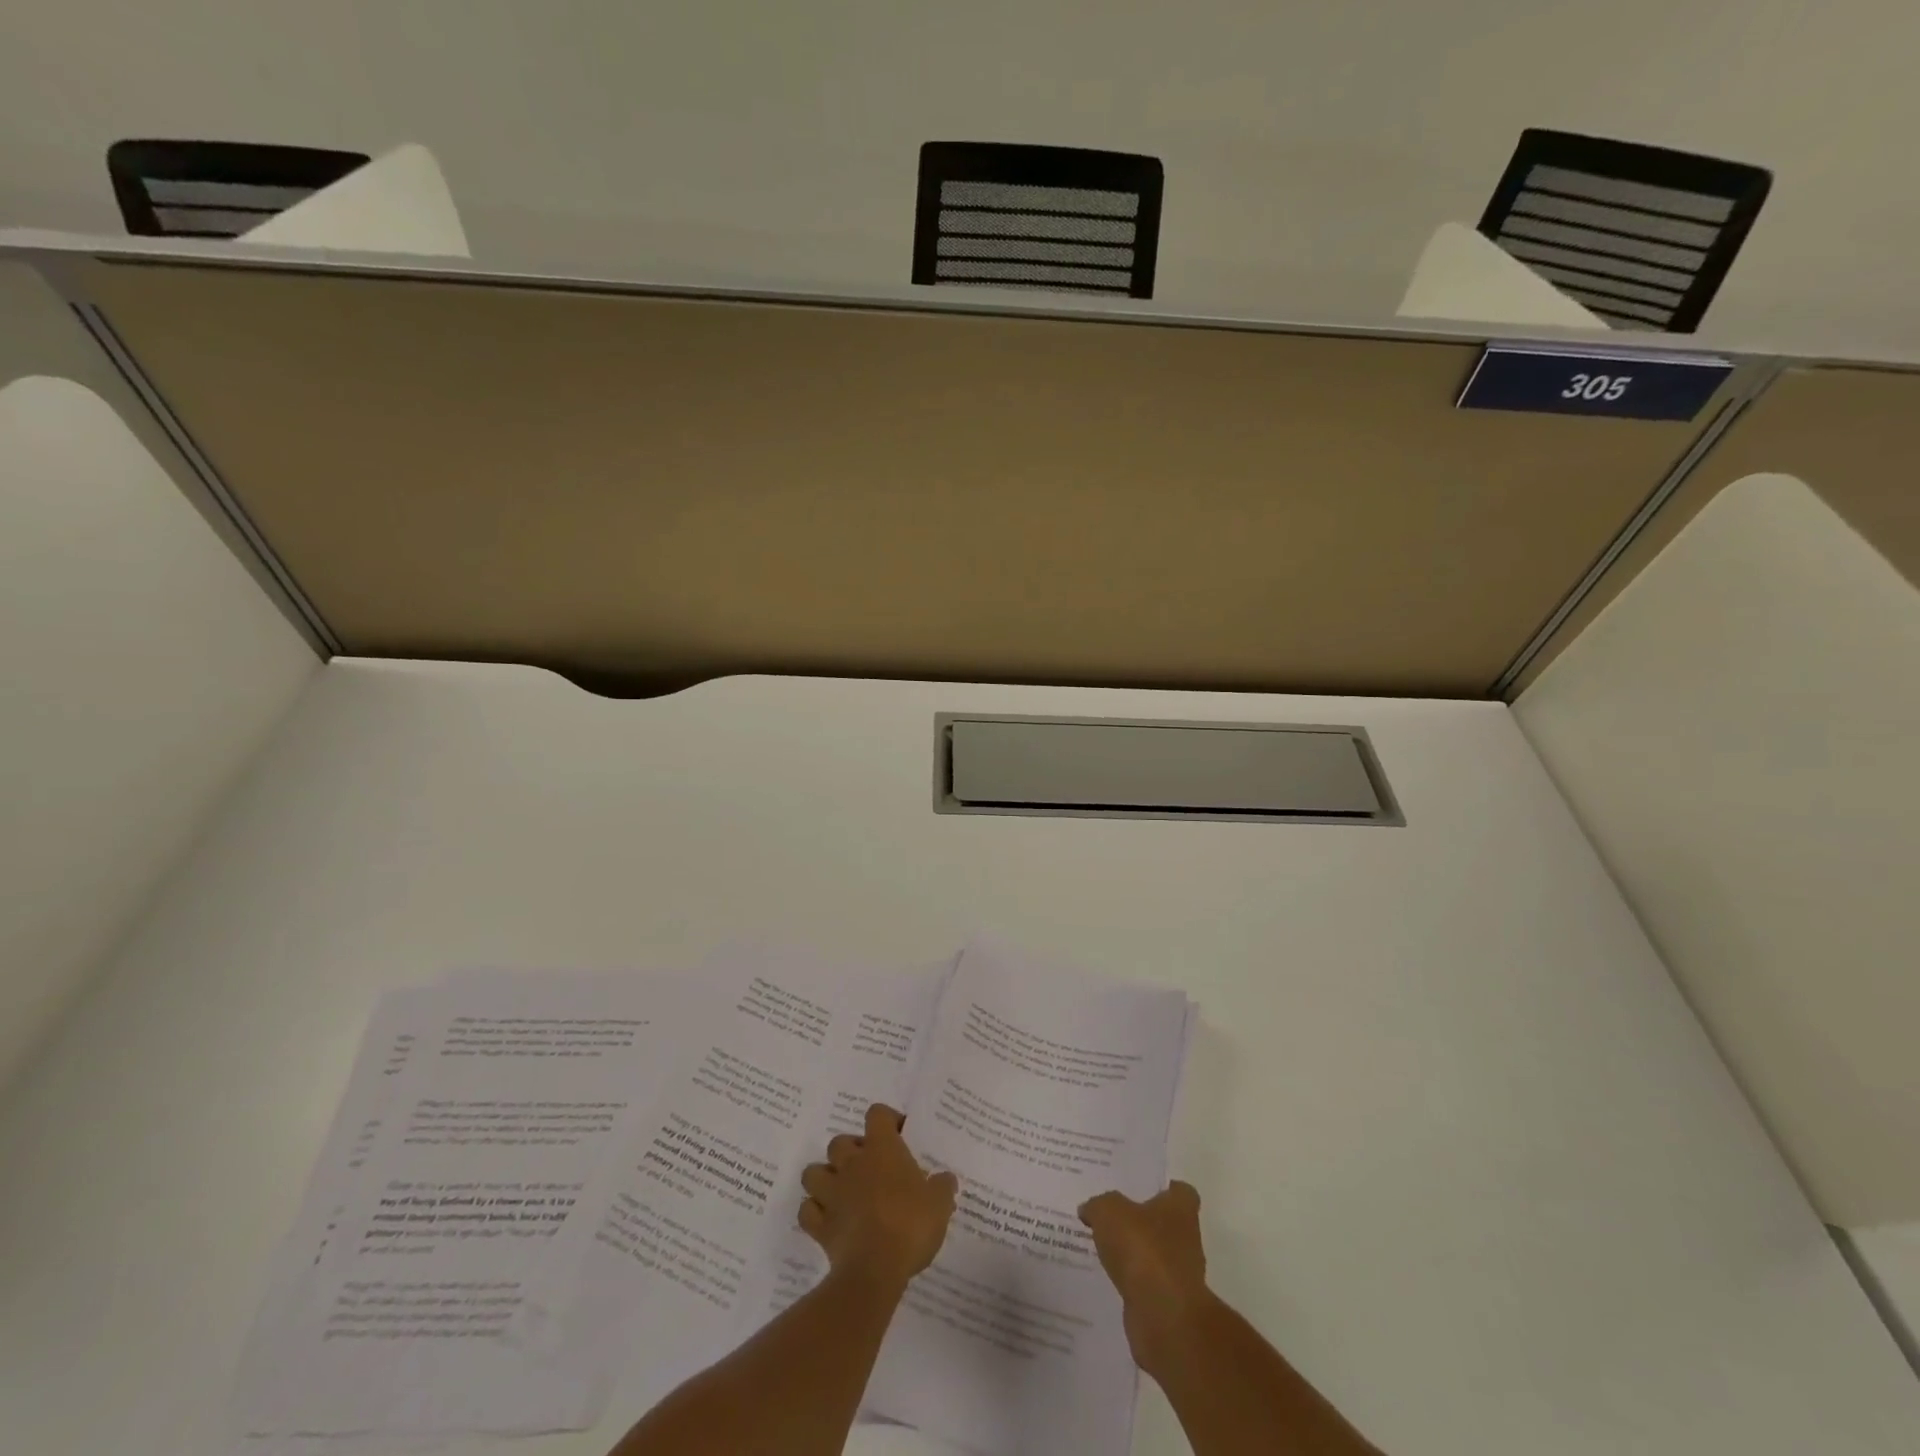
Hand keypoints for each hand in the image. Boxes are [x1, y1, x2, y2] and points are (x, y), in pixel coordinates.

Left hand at [799, 1103, 957, 1290]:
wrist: (875, 1270)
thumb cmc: (910, 1225)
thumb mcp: (939, 1204)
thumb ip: (942, 1187)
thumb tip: (946, 1179)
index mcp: (882, 1150)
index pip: (877, 1114)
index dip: (887, 1120)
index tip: (899, 1135)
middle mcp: (852, 1164)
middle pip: (840, 1142)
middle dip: (851, 1151)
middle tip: (869, 1168)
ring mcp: (832, 1193)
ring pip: (813, 1172)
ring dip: (825, 1178)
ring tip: (842, 1191)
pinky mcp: (819, 1225)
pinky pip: (807, 1211)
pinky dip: (814, 1212)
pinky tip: (828, 1220)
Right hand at [1078, 1181, 1211, 1375]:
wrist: (1163, 1316)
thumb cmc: (1142, 1249)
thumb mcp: (1108, 1211)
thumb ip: (1098, 1205)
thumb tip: (1089, 1209)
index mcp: (1180, 1209)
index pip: (1180, 1191)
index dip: (1162, 1188)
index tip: (1138, 1188)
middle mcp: (1186, 1239)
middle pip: (1164, 1223)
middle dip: (1141, 1221)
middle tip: (1110, 1214)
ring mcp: (1179, 1274)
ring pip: (1153, 1255)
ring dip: (1134, 1254)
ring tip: (1102, 1246)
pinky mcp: (1168, 1304)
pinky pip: (1145, 1284)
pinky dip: (1131, 1281)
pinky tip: (1107, 1277)